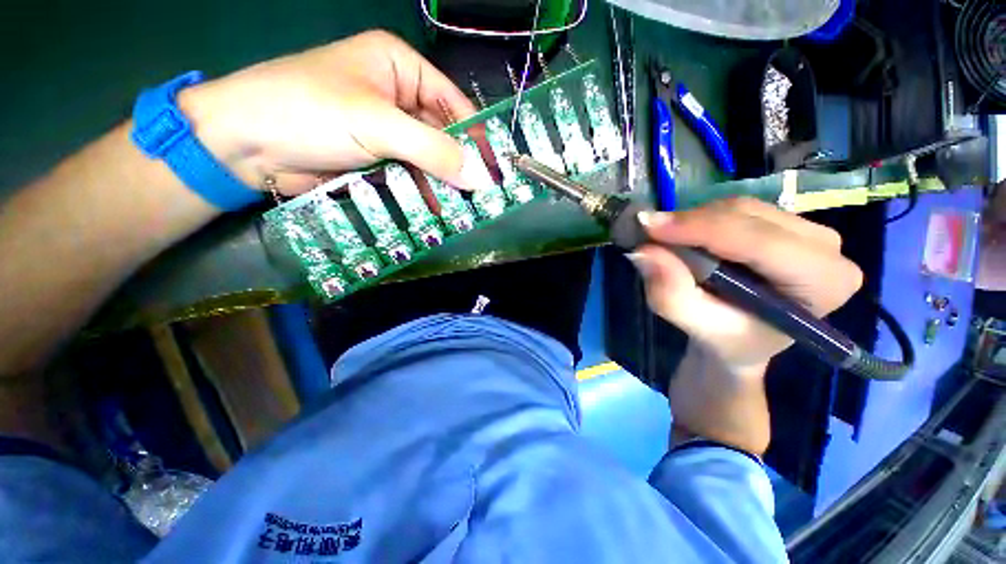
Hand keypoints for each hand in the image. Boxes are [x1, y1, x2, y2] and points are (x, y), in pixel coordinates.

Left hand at [177, 30, 478, 194]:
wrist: (244, 145)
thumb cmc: (310, 113)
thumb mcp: (379, 125)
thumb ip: (434, 151)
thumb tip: (480, 178)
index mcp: (401, 67)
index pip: (455, 104)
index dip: (477, 138)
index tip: (495, 171)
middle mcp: (398, 96)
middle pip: (443, 135)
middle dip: (459, 168)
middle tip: (481, 199)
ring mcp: (387, 131)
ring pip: (428, 160)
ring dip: (442, 186)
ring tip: (460, 212)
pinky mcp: (376, 158)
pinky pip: (410, 176)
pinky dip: (422, 193)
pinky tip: (434, 213)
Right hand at [632, 197, 862, 371]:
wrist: (743, 340)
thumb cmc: (727, 342)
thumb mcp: (697, 328)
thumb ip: (672, 295)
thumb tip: (643, 252)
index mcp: (822, 281)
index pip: (758, 240)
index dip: (699, 229)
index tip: (648, 227)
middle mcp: (828, 248)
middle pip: (748, 216)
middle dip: (691, 225)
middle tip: (649, 237)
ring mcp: (810, 230)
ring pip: (739, 208)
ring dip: (694, 222)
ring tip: (667, 243)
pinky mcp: (788, 223)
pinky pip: (737, 209)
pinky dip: (702, 221)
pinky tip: (688, 239)